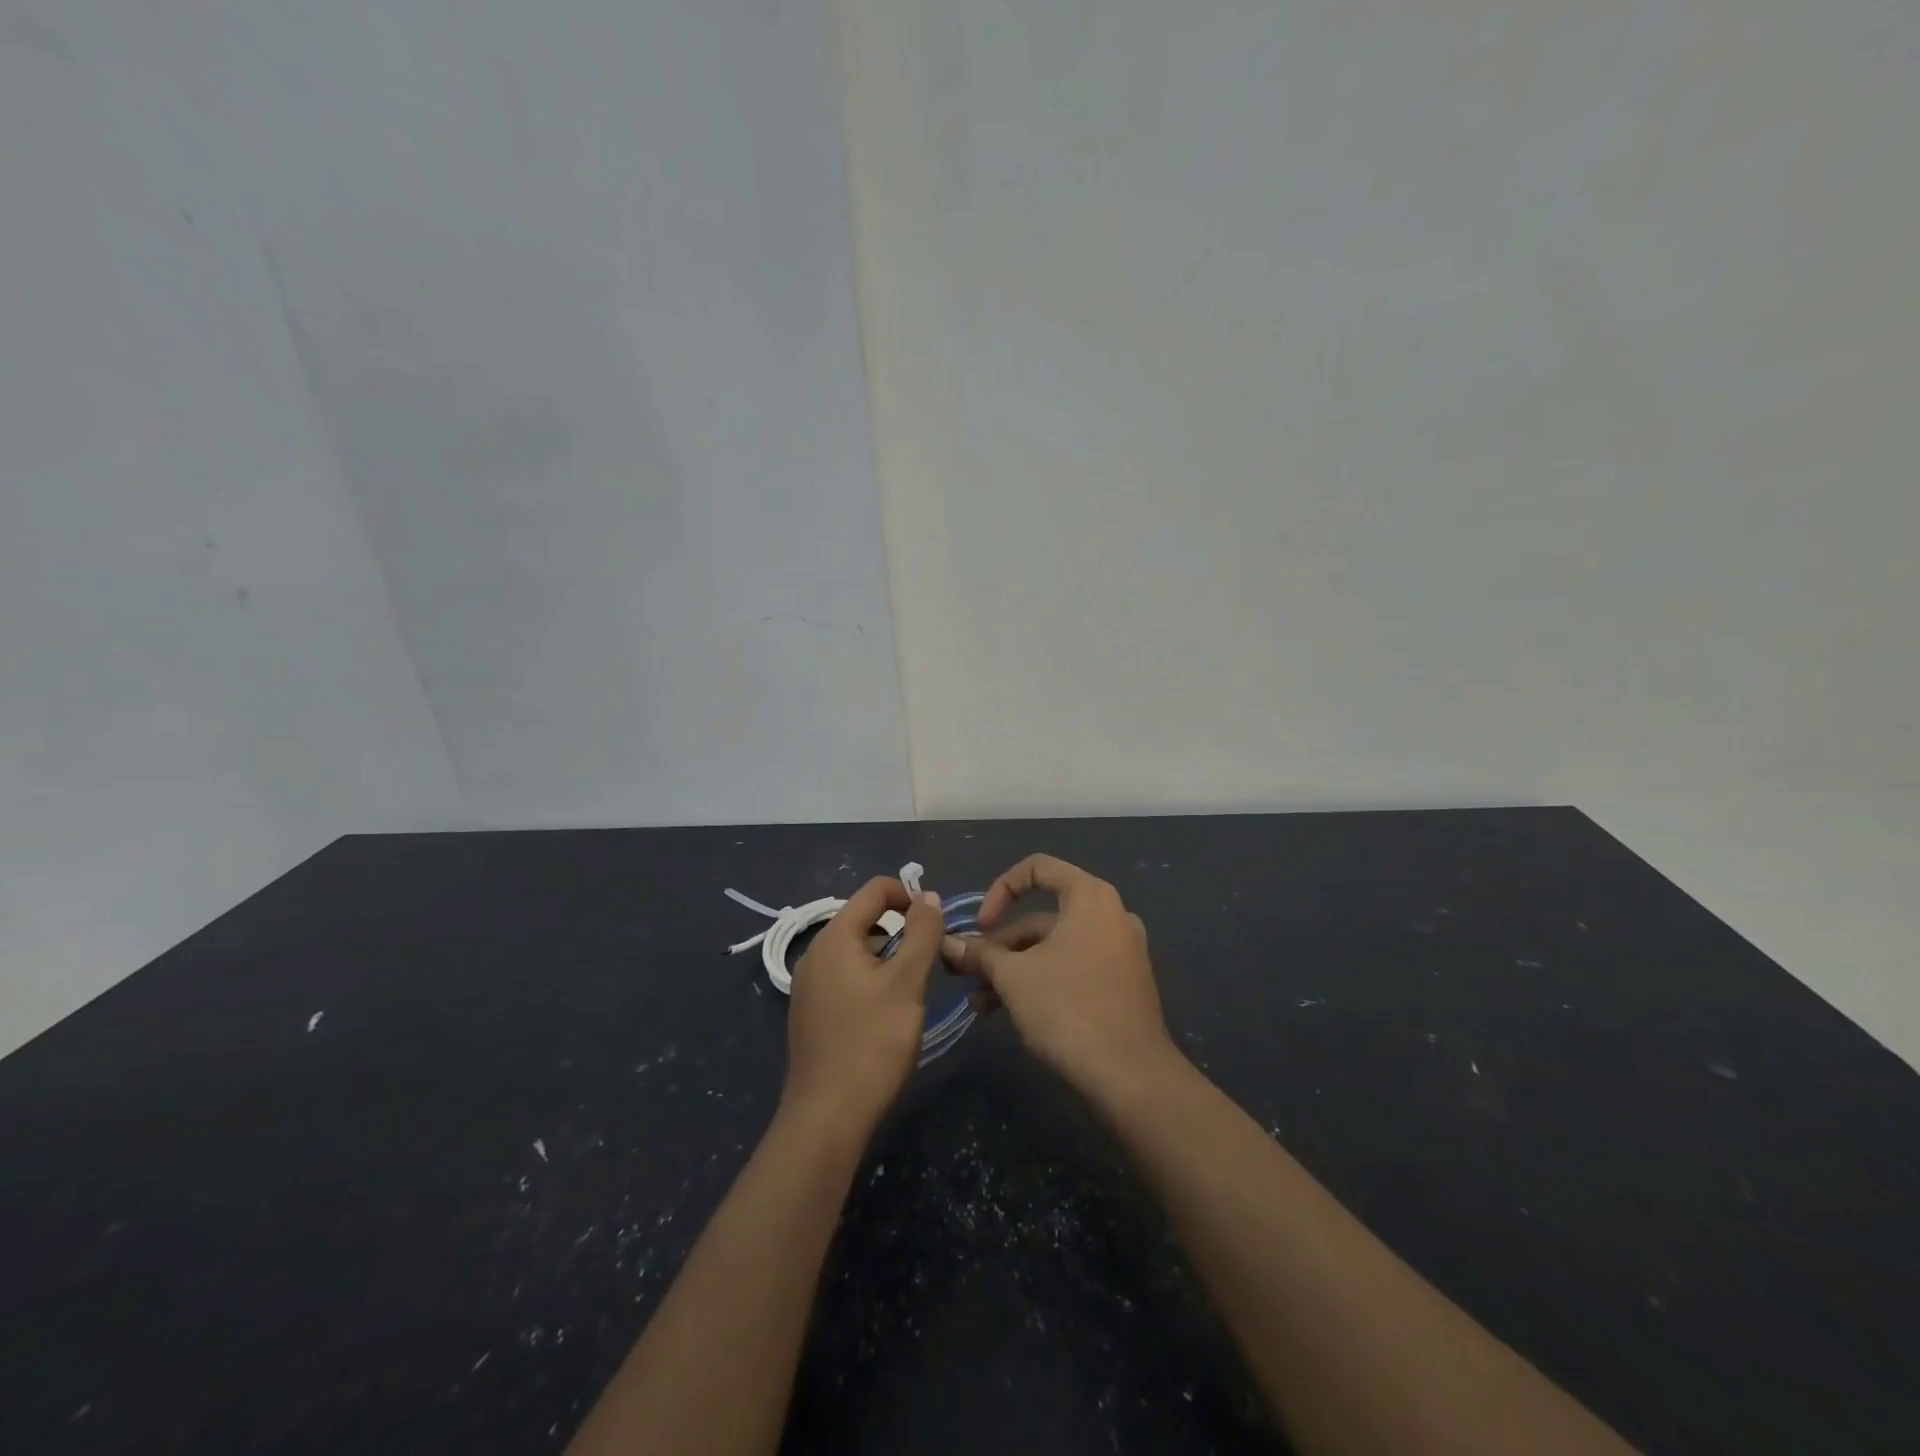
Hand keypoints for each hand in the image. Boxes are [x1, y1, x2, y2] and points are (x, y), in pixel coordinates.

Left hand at [783, 877, 943, 1135]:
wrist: (827, 1117)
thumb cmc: (872, 1043)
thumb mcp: (907, 982)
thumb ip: (922, 933)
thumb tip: (929, 895)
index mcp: (834, 938)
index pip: (874, 890)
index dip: (909, 895)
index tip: (936, 923)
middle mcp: (815, 954)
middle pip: (865, 920)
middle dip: (901, 931)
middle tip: (929, 963)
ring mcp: (809, 986)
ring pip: (857, 952)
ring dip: (888, 958)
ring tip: (912, 993)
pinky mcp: (810, 1013)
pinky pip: (845, 978)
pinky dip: (870, 981)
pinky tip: (885, 1016)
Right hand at [940, 854, 1177, 1098]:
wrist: (1130, 1076)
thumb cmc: (1068, 1008)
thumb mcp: (1013, 977)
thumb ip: (980, 954)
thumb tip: (948, 944)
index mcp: (1090, 897)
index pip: (1037, 868)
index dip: (1000, 890)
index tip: (979, 926)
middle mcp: (1110, 915)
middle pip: (1042, 916)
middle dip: (999, 945)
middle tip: (967, 973)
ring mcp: (1119, 951)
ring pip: (1053, 947)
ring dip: (1013, 968)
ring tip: (980, 1003)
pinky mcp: (1121, 983)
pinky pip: (1072, 967)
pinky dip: (1040, 979)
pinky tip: (1009, 1011)